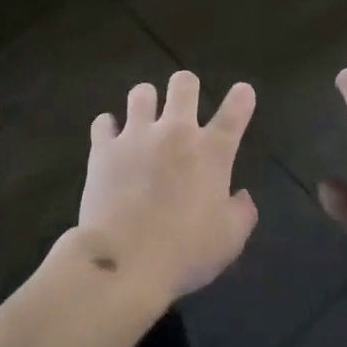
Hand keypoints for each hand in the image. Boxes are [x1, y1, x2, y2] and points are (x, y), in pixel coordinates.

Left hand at [73, 71, 259, 302]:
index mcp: (211, 152)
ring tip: (144, 117)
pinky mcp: (104, 148)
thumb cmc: (185, 253)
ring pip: (141, 92)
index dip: (242, 98)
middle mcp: (175, 132)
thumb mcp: (230, 240)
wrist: (125, 262)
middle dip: (186, 86)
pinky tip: (110, 139)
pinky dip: (108, 128)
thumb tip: (241, 196)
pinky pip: (103, 122)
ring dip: (146, 102)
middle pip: (184, 83)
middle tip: (184, 103)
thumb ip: (242, 212)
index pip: (234, 113)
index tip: (243, 92)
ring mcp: (136, 136)